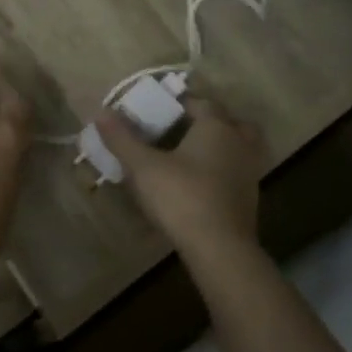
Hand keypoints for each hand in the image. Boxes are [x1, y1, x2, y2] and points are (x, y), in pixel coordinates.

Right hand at [94, 95, 265, 256]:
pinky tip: (199, 184)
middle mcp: (239, 143)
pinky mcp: (250, 198)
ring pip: (237, 147)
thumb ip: (122, 139)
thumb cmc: (181, 197)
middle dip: (206, 122)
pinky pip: (236, 172)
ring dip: (218, 147)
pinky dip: (222, 171)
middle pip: (226, 121)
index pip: (199, 102)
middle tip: (179, 131)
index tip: (156, 112)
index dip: (177, 104)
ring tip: (189, 157)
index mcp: (216, 126)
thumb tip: (101, 112)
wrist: (220, 249)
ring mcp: (249, 171)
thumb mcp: (143, 167)